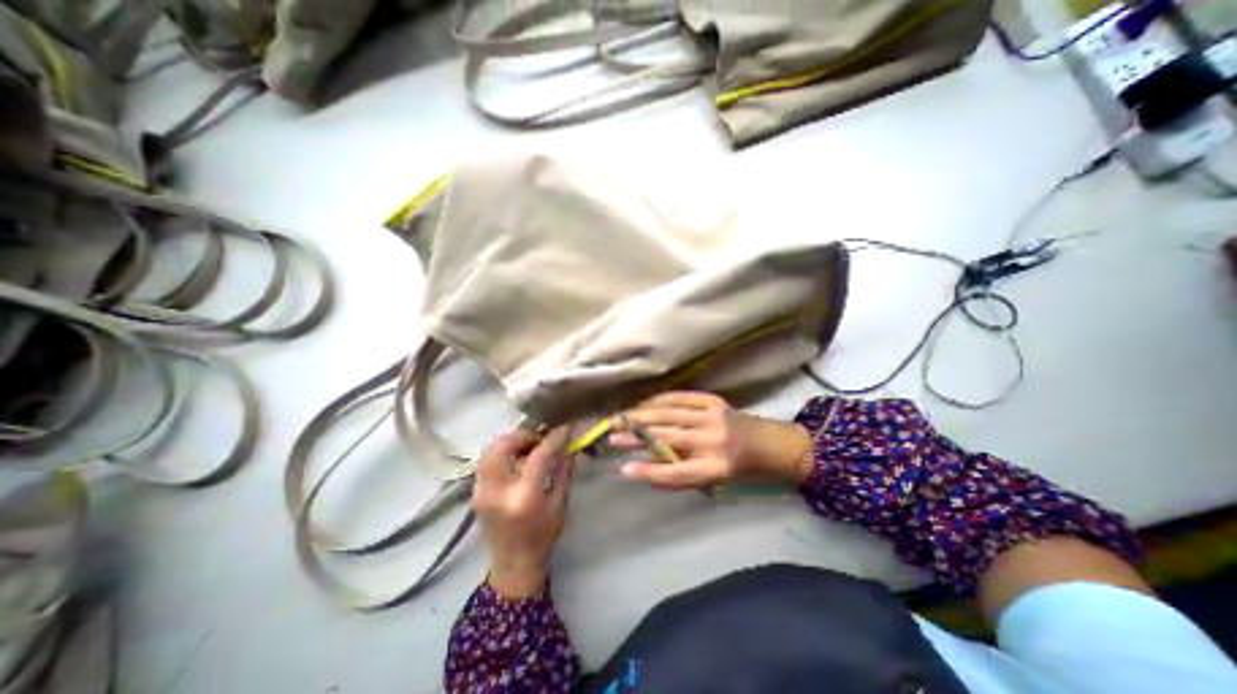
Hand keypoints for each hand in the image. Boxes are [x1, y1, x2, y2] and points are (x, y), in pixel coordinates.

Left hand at [475, 425, 577, 599]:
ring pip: (490, 449)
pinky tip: (516, 458)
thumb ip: (564, 470)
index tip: (565, 429)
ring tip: (528, 447)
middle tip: (540, 439)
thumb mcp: (560, 503)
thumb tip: (569, 444)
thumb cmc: (543, 536)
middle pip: (503, 446)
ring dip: (511, 441)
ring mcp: (481, 491)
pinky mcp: (475, 491)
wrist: (513, 564)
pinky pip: (486, 460)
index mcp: (524, 498)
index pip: (538, 456)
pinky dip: (502, 452)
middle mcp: (497, 491)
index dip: (553, 439)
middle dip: (524, 435)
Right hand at [609, 393, 817, 490]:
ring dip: (641, 415)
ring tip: (620, 417)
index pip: (675, 472)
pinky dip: (658, 400)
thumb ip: (682, 476)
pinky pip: (680, 397)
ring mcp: (714, 416)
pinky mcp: (713, 400)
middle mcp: (714, 439)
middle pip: (667, 437)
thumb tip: (646, 471)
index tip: (622, 469)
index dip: (647, 471)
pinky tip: (643, 404)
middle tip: (611, 435)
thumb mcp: (716, 482)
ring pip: (669, 413)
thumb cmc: (745, 470)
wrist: (774, 443)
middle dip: (636, 436)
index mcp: (718, 467)